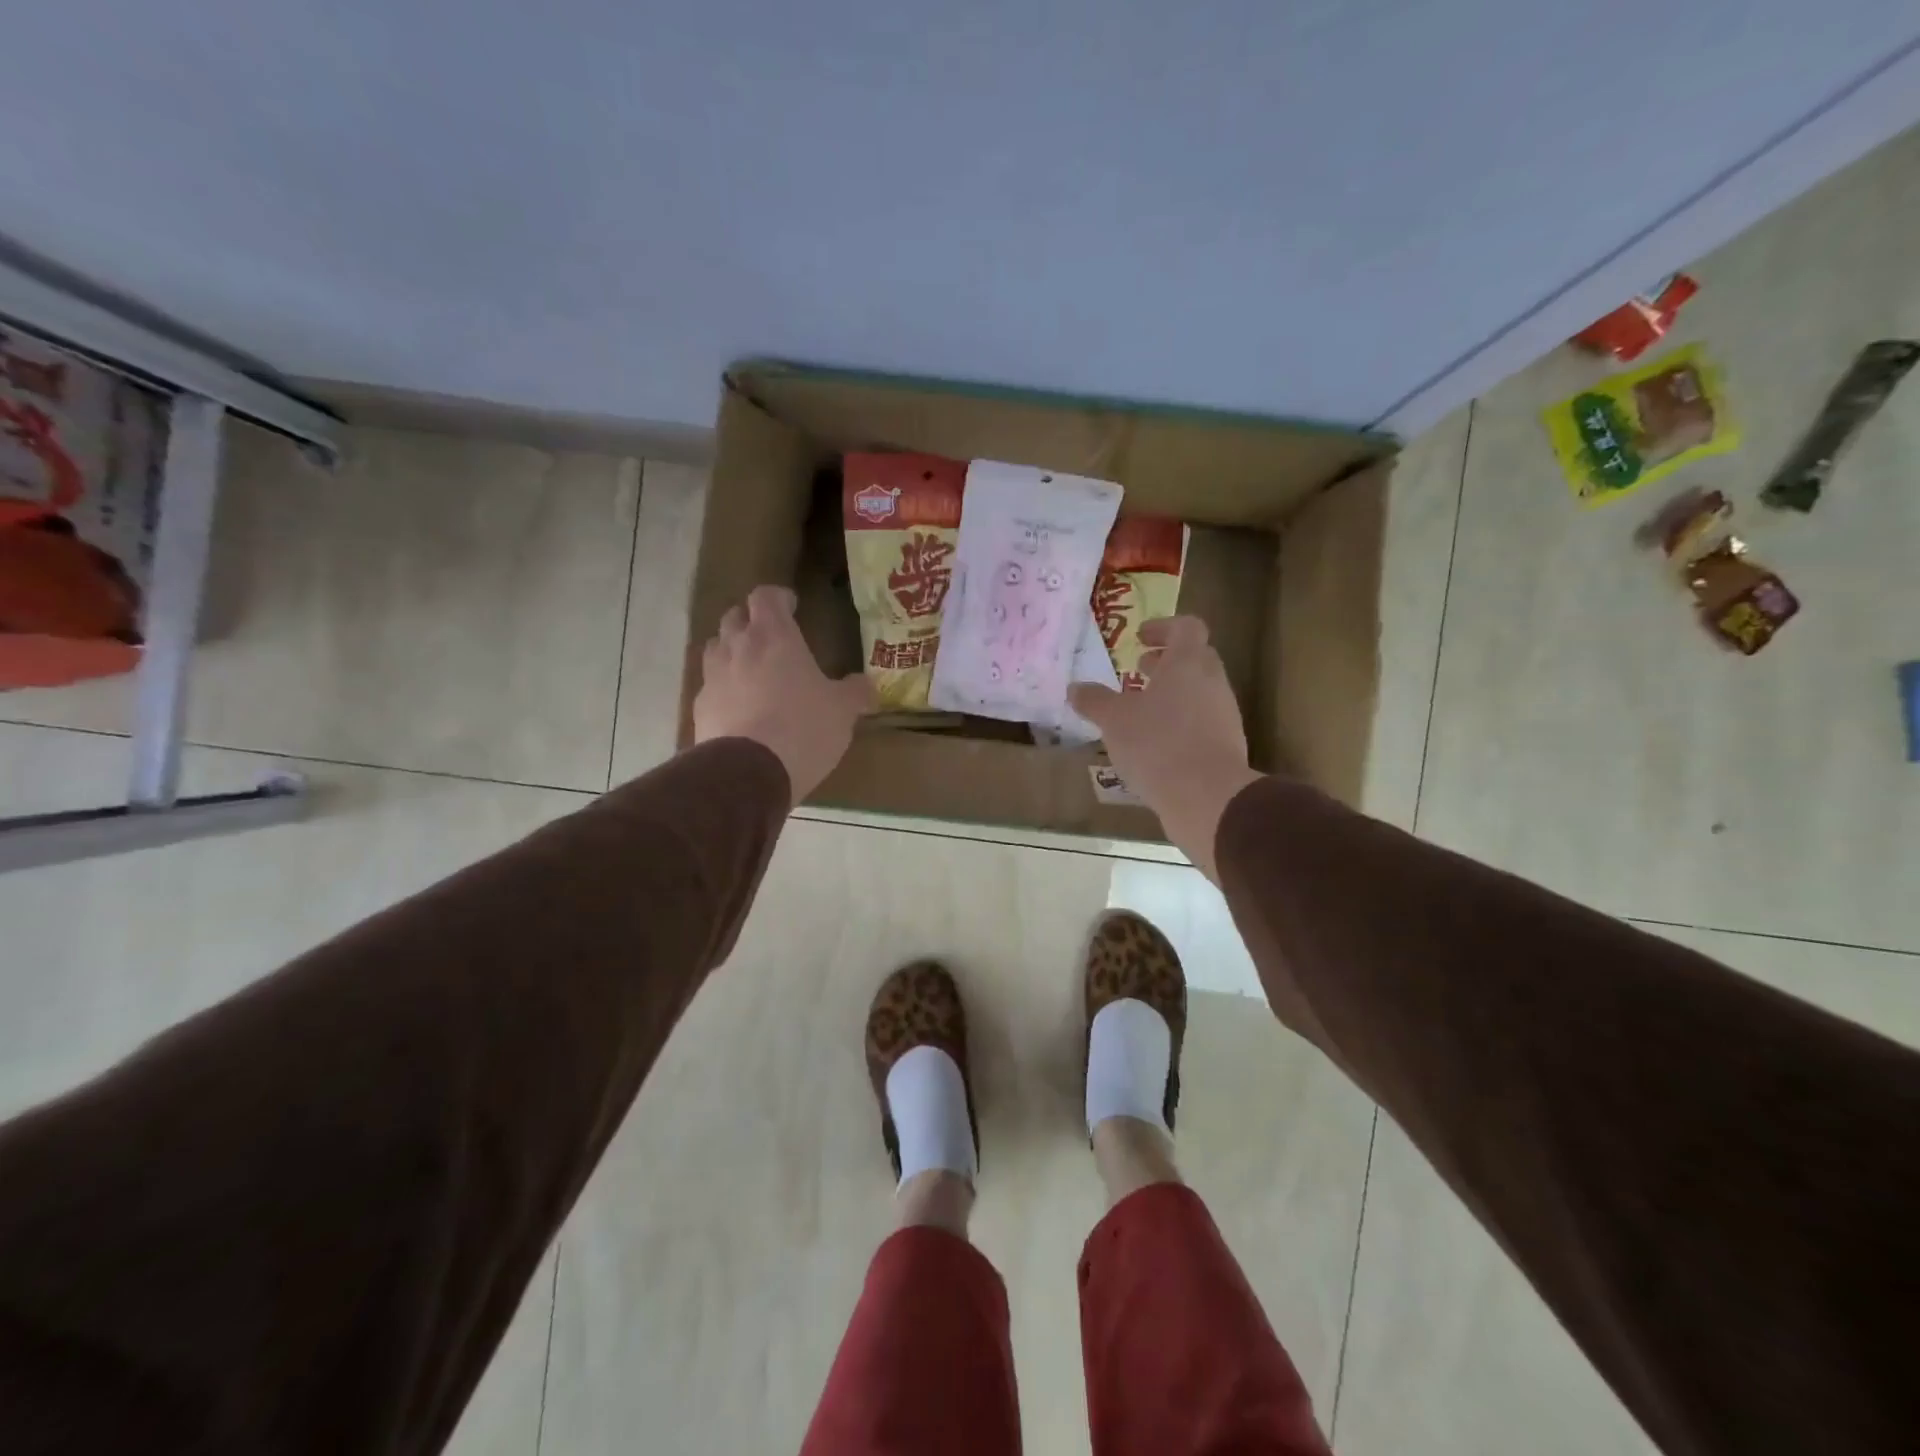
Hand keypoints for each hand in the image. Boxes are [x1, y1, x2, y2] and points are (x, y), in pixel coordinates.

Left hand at [694, 585, 873, 802]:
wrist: (749, 772)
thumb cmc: (803, 728)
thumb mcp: (842, 711)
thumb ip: (854, 693)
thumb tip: (866, 686)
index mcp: (774, 636)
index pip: (765, 596)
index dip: (778, 597)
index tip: (791, 606)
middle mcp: (737, 647)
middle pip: (734, 617)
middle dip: (751, 621)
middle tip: (771, 638)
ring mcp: (713, 676)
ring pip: (716, 649)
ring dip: (732, 652)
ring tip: (752, 670)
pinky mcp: (699, 707)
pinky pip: (710, 686)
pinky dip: (723, 689)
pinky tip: (739, 709)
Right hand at [1067, 616, 1261, 879]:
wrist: (1207, 797)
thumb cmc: (1157, 744)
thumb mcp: (1114, 720)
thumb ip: (1094, 701)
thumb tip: (1075, 688)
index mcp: (1188, 664)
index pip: (1186, 627)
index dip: (1163, 627)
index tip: (1140, 638)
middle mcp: (1212, 683)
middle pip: (1196, 658)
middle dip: (1167, 662)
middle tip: (1139, 671)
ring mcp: (1224, 715)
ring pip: (1199, 692)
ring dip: (1173, 694)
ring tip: (1142, 712)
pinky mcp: (1226, 745)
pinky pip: (1202, 722)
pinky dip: (1180, 723)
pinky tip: (1156, 745)